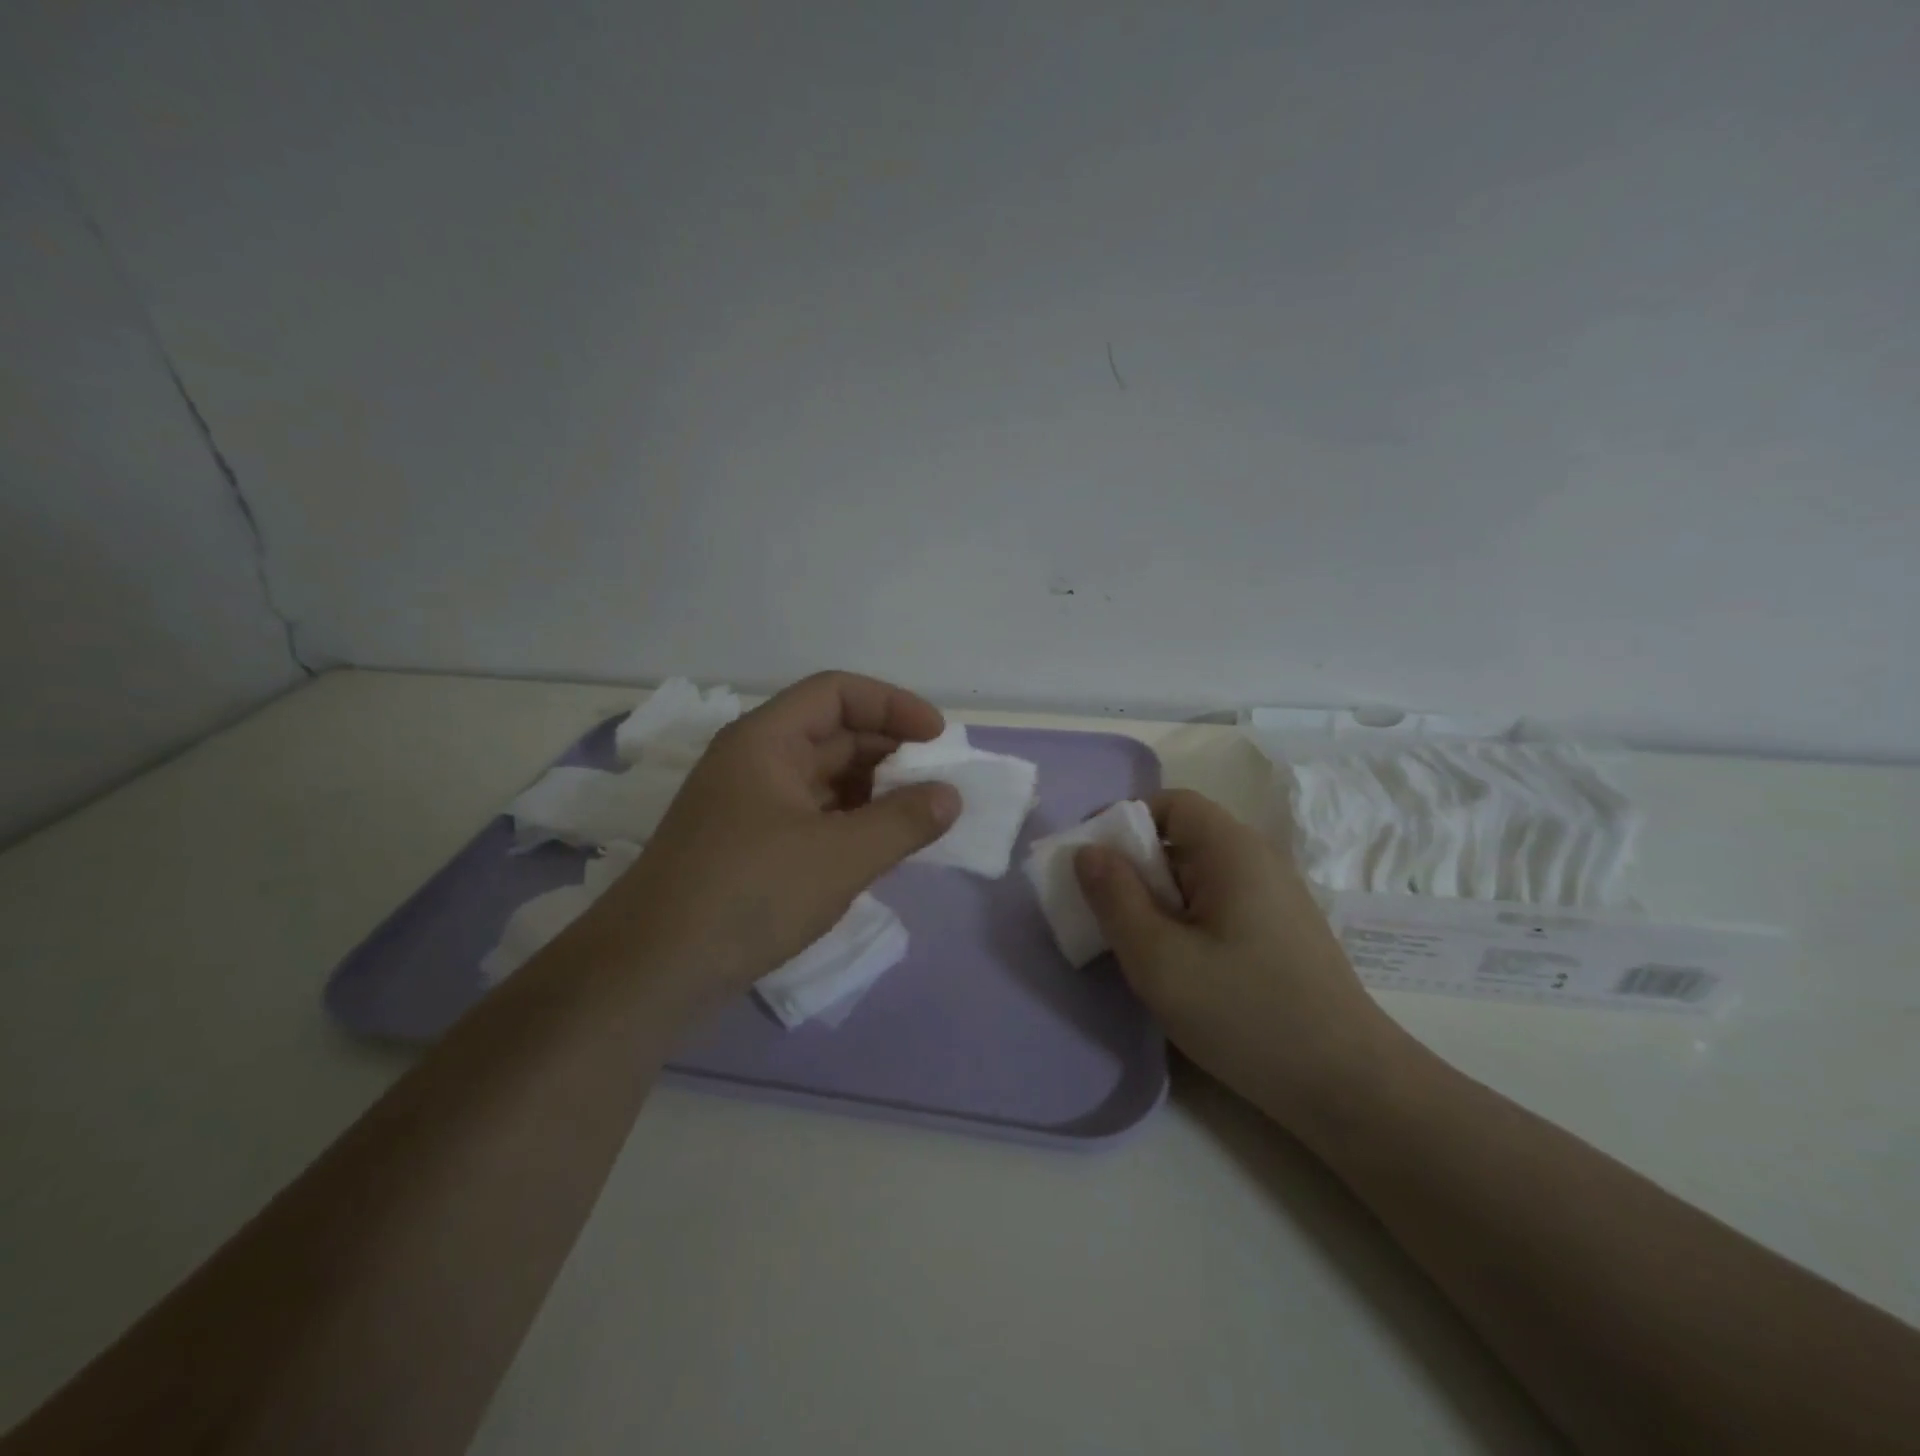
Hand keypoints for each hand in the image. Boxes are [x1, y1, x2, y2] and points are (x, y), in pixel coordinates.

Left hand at [575, 672, 959, 1006]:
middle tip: (936, 782)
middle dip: (888, 751)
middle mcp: (754, 762)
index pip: (836, 693)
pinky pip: (812, 815)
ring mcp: (748, 806)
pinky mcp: (748, 846)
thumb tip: (950, 796)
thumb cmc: (749, 894)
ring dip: (872, 790)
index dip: (892, 705)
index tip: (938, 739)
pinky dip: (850, 822)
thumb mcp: (839, 857)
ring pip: (823, 778)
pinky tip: (878, 847)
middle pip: (832, 733)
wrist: (651, 972)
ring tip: (916, 818)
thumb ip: (903, 822)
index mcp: (766, 741)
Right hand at [1074, 789, 1404, 1130]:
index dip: (1125, 822)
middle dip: (1136, 868)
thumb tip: (1087, 851)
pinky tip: (1180, 967)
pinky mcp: (1281, 932)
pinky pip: (1220, 905)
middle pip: (1183, 839)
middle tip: (1106, 915)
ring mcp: (1276, 898)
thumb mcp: (1158, 959)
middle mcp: (1259, 860)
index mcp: (1233, 850)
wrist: (1348, 1087)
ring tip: (1138, 947)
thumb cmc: (1244, 1013)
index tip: (1093, 867)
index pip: (1171, 803)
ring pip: (1199, 877)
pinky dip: (1187, 921)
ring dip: (1159, 900)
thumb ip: (1114, 898)